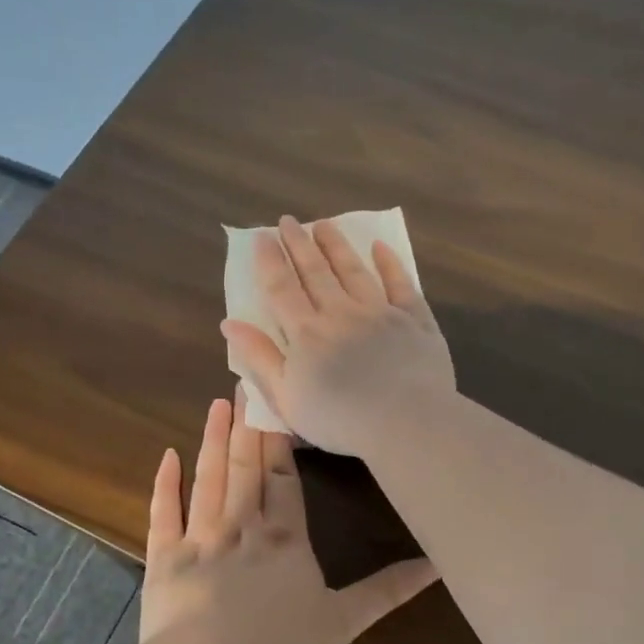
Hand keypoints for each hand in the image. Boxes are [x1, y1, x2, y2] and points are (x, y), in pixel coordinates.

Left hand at [140, 392, 438, 643]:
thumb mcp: (342, 621)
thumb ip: (386, 591)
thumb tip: (436, 566)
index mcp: (284, 538)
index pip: (284, 479)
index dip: (281, 442)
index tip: (277, 404)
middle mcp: (242, 526)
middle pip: (246, 467)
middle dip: (247, 426)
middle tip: (244, 382)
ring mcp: (199, 538)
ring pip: (209, 478)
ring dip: (213, 441)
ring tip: (217, 404)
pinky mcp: (164, 558)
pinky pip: (164, 513)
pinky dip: (165, 485)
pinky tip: (167, 456)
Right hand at [220, 216, 456, 457]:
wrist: (405, 421)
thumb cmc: (339, 419)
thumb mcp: (286, 397)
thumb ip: (259, 358)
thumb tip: (229, 323)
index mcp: (306, 333)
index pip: (282, 289)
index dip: (270, 262)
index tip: (261, 237)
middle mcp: (341, 312)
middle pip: (316, 272)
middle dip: (299, 244)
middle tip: (288, 221)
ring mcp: (380, 312)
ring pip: (354, 270)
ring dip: (337, 246)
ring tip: (324, 225)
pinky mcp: (414, 319)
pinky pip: (400, 284)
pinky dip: (389, 264)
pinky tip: (380, 248)